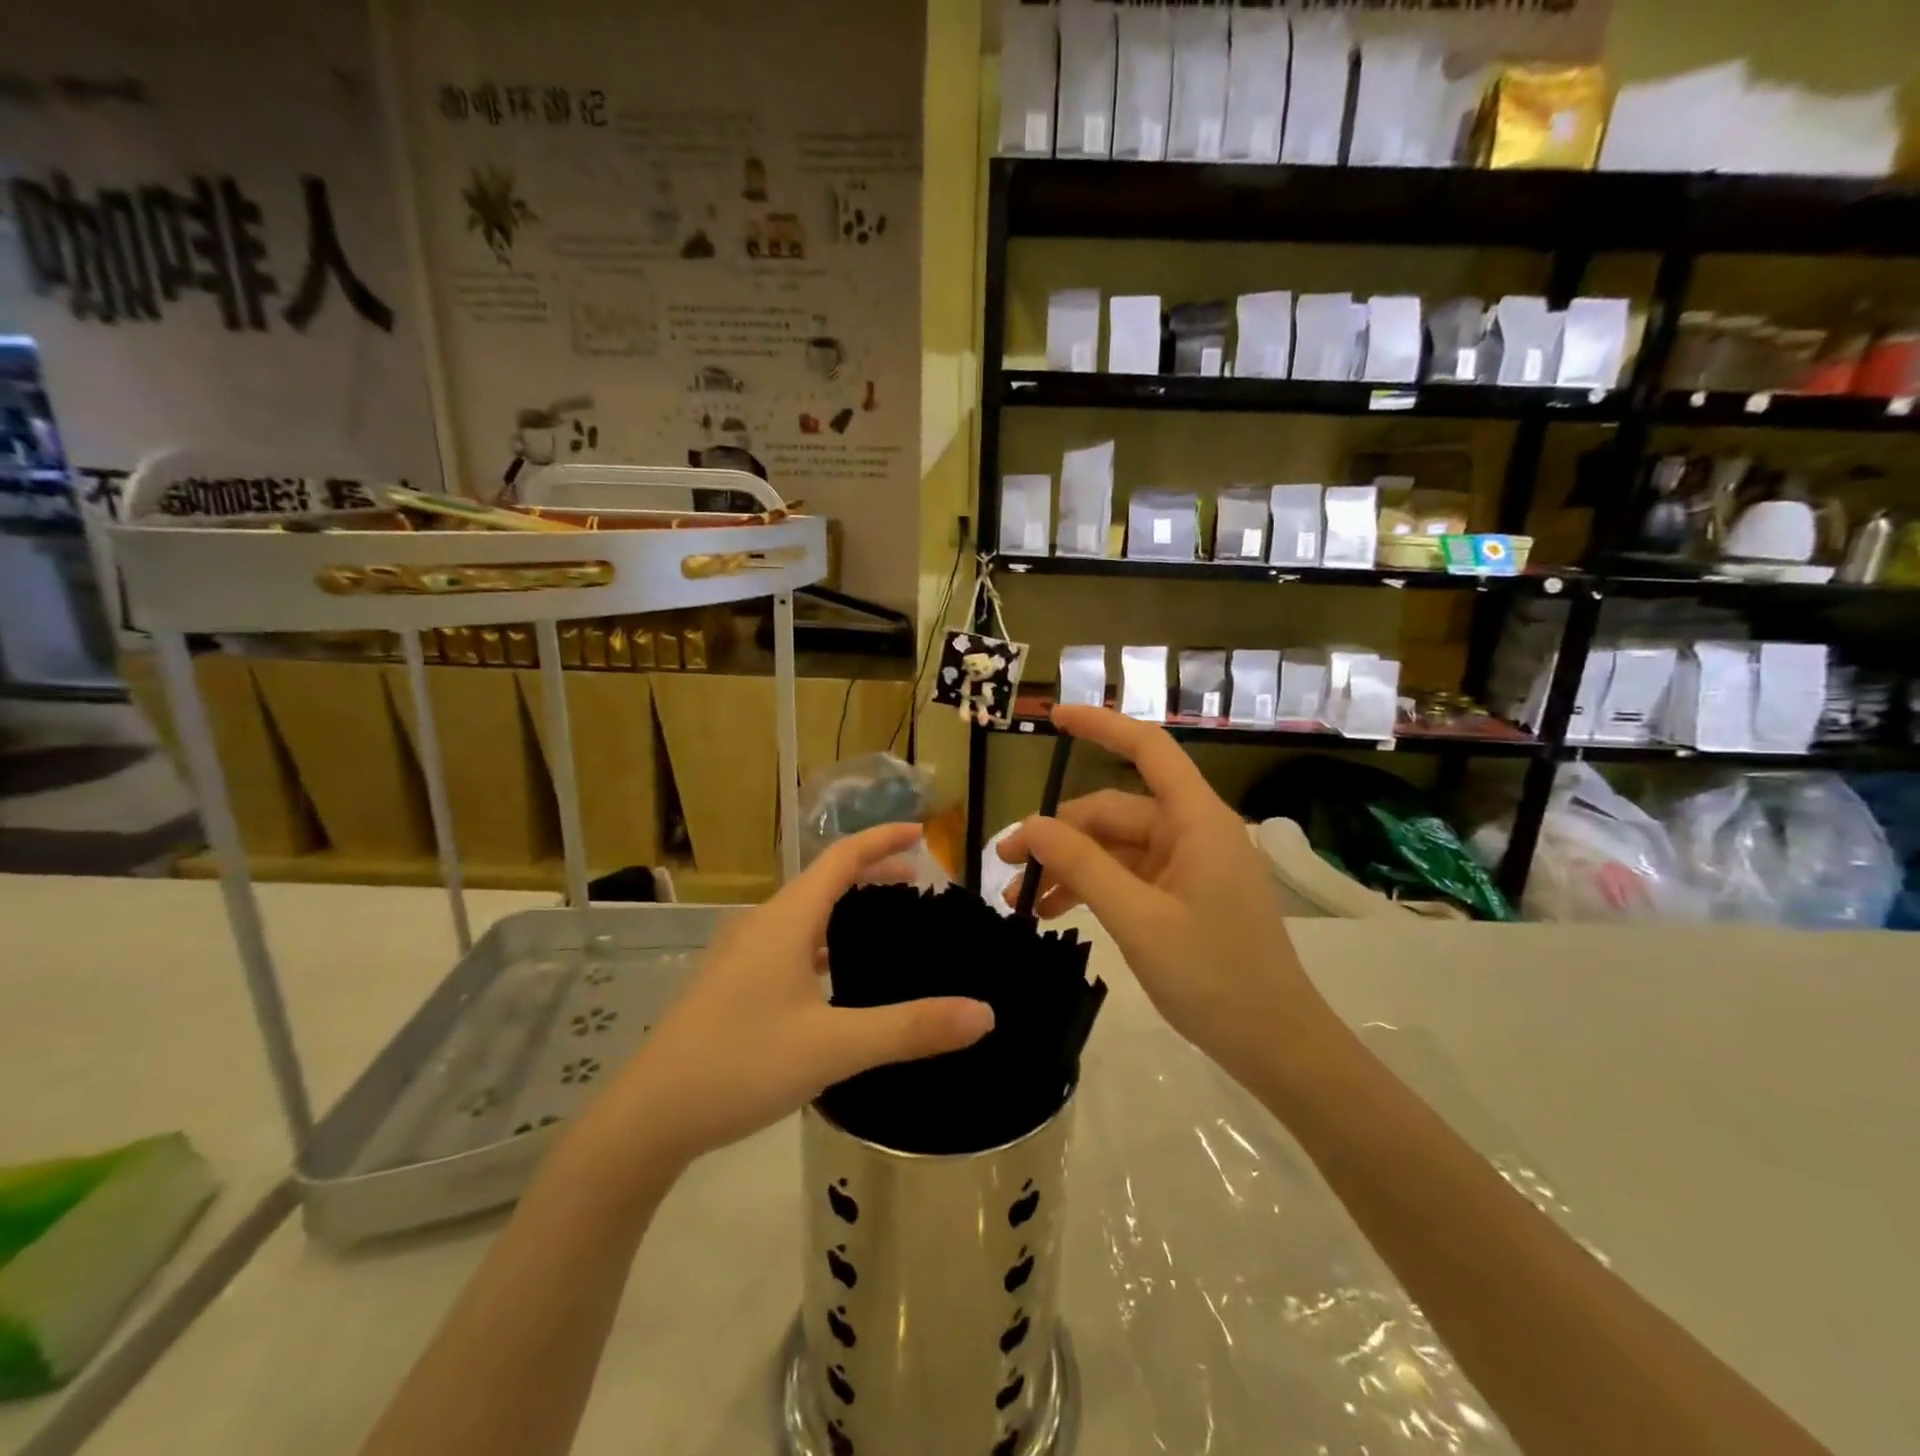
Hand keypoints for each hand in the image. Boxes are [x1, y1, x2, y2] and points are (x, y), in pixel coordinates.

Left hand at [608, 823, 993, 1167]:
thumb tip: (984, 1013)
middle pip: (823, 880)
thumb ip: (910, 1028)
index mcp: (785, 921)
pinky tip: (833, 975)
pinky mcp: (730, 982)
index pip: (841, 858)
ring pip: (803, 913)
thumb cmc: (740, 1066)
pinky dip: (822, 938)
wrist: (648, 1117)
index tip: (921, 833)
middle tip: (917, 883)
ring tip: (883, 922)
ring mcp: (739, 954)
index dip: (881, 840)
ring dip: (845, 906)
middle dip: (871, 873)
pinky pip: (787, 941)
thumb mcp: (833, 1048)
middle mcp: (761, 925)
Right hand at [997, 706, 1338, 1089]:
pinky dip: (1090, 889)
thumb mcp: (1139, 920)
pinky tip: (1052, 913)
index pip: (1148, 748)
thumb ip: (1084, 866)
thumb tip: (1030, 824)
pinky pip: (1126, 877)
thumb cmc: (1215, 978)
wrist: (1276, 1047)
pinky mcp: (1181, 896)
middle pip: (1113, 812)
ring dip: (1068, 868)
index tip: (1053, 717)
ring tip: (1019, 901)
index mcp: (1196, 820)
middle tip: (1006, 864)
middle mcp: (1191, 832)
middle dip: (1058, 834)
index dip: (1101, 725)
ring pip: (1114, 848)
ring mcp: (1187, 866)